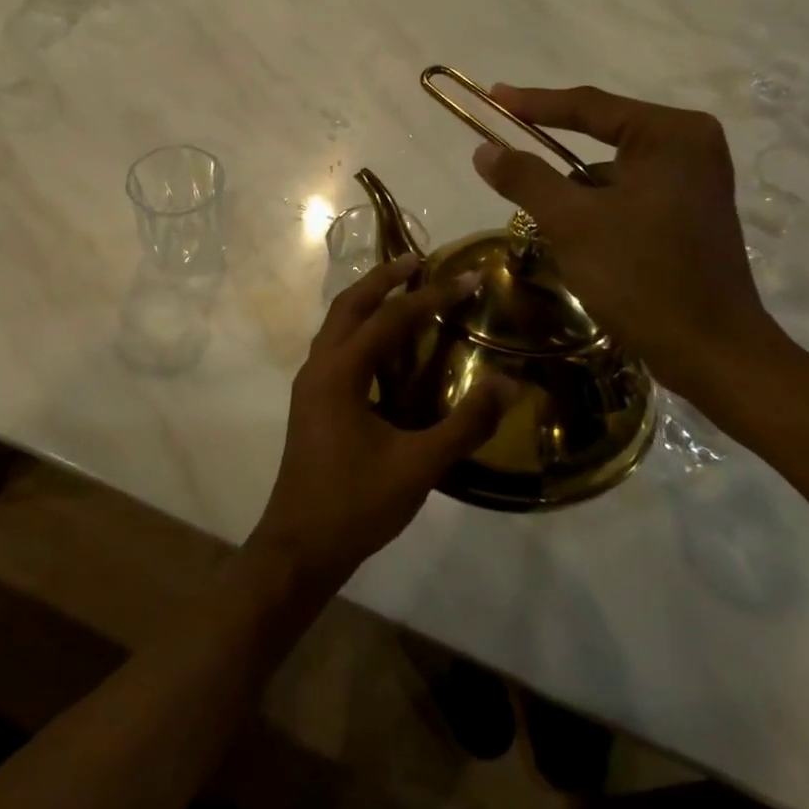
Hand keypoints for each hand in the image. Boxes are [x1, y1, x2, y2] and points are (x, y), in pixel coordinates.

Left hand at [248, 255, 510, 592]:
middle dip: (383, 279)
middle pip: (349, 305)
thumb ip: (465, 424)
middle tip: (419, 261)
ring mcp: (310, 385)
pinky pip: (336, 349)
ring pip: (337, 325)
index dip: (430, 297)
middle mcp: (318, 367)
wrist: (300, 547)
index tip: (467, 279)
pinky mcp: (312, 403)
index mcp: (339, 373)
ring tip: (405, 291)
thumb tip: (508, 384)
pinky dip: (361, 332)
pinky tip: (388, 348)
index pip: (389, 320)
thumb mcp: (418, 466)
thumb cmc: (356, 504)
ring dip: (368, 302)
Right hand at [473, 84, 788, 403]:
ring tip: (549, 225)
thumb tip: (484, 149)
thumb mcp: (572, 222)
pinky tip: (582, 243)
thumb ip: (525, 178)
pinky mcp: (690, 213)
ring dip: (575, 193)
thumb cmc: (641, 277)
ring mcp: (695, 181)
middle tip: (507, 158)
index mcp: (671, 134)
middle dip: (555, 159)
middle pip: (603, 137)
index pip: (589, 106)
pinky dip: (598, 210)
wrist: (711, 352)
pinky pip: (629, 195)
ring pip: (612, 172)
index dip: (534, 103)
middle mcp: (690, 146)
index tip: (492, 97)